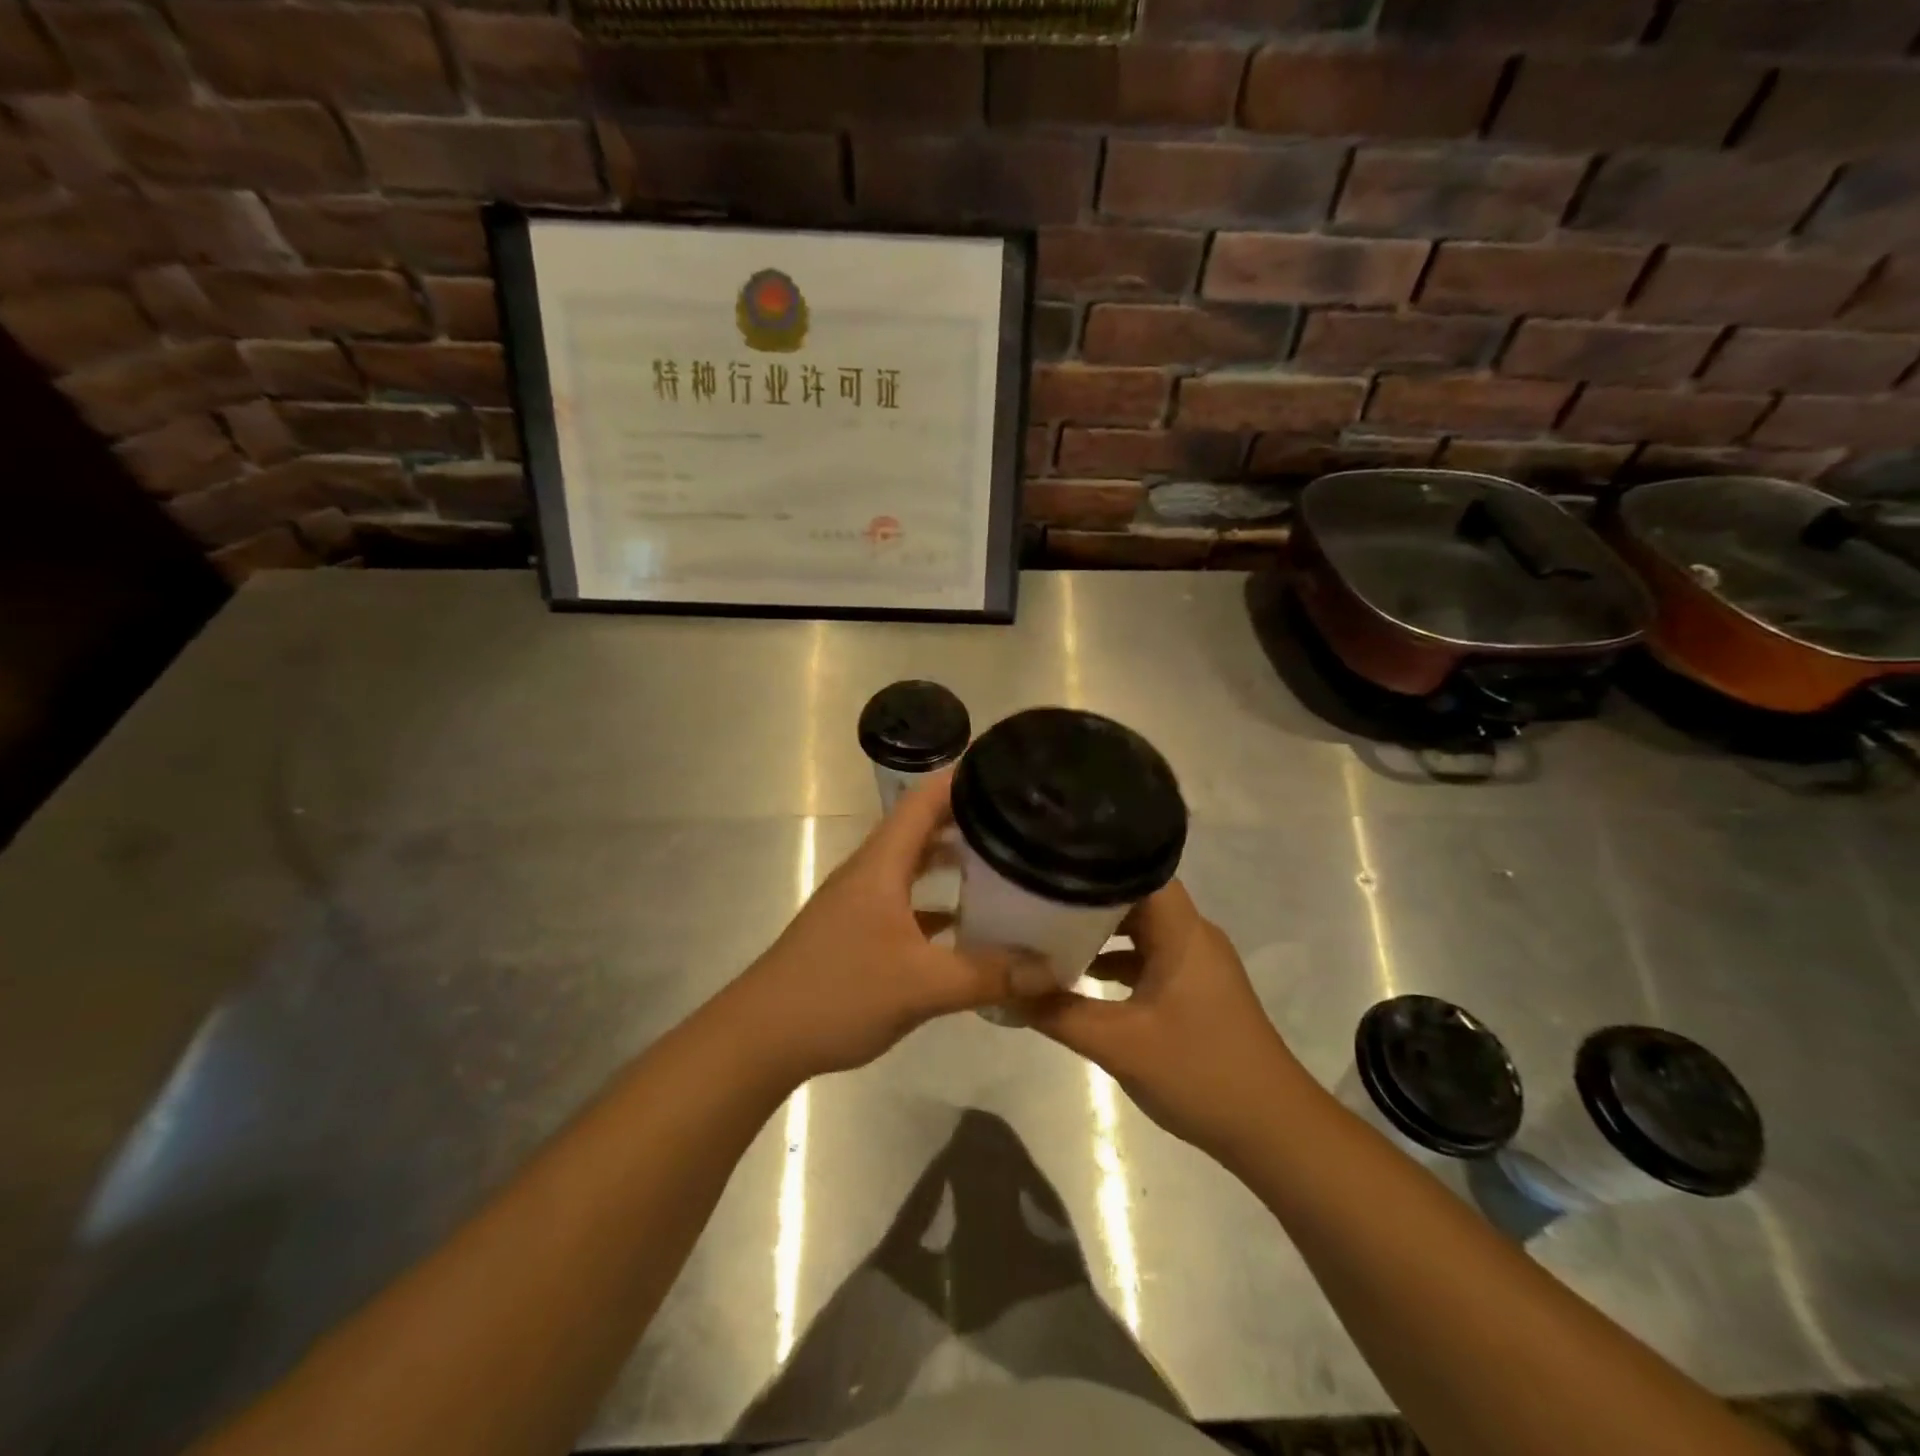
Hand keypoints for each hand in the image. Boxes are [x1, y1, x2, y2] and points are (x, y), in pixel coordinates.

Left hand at [731, 771, 1012, 1081]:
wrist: (762, 1037)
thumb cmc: (837, 993)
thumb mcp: (921, 985)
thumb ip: (987, 975)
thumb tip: (1052, 970)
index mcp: (882, 863)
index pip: (924, 799)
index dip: (964, 778)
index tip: (1009, 771)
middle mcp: (872, 872)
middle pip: (923, 828)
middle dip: (970, 818)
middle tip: (1023, 820)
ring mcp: (863, 902)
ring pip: (916, 866)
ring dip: (955, 860)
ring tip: (1006, 863)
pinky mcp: (860, 932)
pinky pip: (909, 903)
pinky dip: (940, 903)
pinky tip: (970, 924)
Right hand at [1024, 881, 1308, 1158]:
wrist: (1272, 1131)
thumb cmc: (1200, 1073)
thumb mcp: (1119, 1044)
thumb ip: (1058, 1013)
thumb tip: (1003, 986)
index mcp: (1182, 932)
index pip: (1138, 870)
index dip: (1095, 862)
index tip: (1049, 862)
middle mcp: (1192, 936)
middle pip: (1134, 897)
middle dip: (1086, 897)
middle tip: (1035, 895)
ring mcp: (1196, 963)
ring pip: (1141, 929)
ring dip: (1100, 931)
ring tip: (1047, 930)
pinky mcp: (1195, 989)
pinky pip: (1149, 957)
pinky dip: (1116, 961)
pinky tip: (1081, 977)